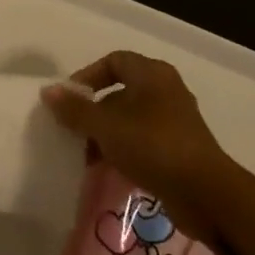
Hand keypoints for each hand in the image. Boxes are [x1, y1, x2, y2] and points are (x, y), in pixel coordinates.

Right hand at [41, 51, 232, 241]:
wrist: (206, 193)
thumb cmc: (153, 146)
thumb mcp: (107, 126)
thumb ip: (76, 110)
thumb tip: (48, 91)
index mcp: (152, 74)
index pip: (113, 61)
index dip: (88, 76)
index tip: (69, 100)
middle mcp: (166, 90)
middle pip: (121, 92)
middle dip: (94, 111)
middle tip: (74, 130)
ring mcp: (175, 121)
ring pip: (130, 119)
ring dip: (106, 135)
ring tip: (87, 156)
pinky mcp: (179, 149)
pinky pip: (143, 141)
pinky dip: (124, 150)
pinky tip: (109, 170)